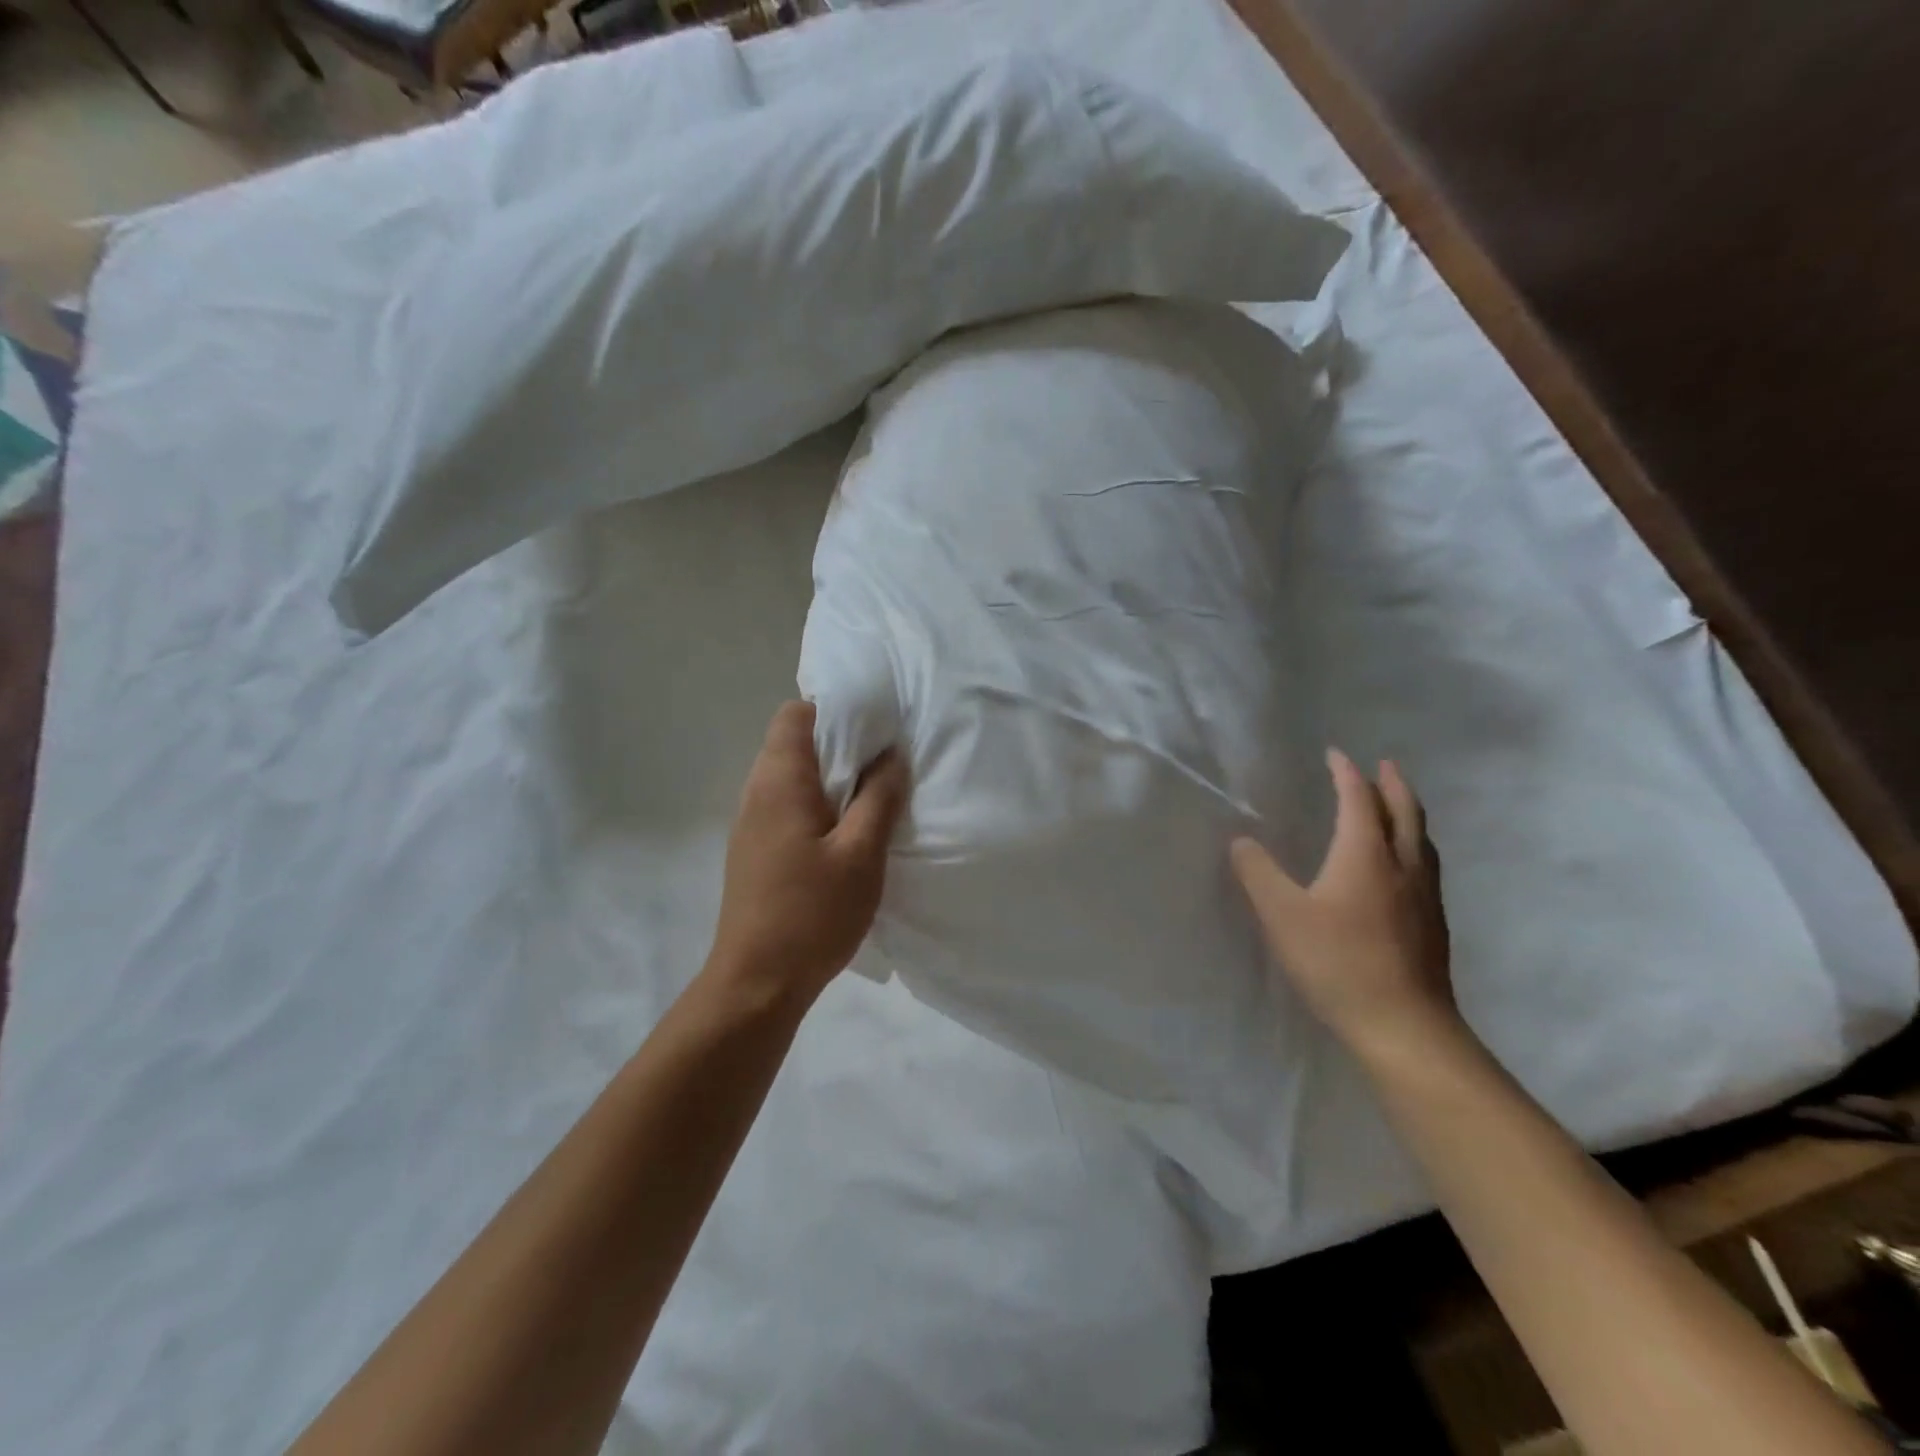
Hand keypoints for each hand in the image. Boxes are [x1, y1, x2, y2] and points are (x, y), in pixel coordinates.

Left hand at [708, 701, 908, 1007]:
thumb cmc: (812, 914)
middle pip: (793, 743)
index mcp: (779, 781)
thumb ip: (879, 797)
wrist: (756, 982)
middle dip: (839, 745)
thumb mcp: (861, 854)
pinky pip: (787, 806)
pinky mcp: (754, 850)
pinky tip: (844, 835)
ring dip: (830, 779)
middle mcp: (757, 792)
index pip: (795, 714)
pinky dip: (817, 805)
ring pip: (791, 777)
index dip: (834, 711)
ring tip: (870, 800)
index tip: (873, 730)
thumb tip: (891, 754)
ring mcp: (751, 823)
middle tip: (883, 766)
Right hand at [1231, 748, 1459, 1063]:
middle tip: (1384, 764)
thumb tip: (1241, 841)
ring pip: (1421, 840)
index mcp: (1366, 854)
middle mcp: (1402, 865)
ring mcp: (1424, 896)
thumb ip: (1258, 873)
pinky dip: (1413, 844)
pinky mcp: (1433, 924)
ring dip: (1408, 813)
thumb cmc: (1338, 961)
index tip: (1335, 754)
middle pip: (1404, 812)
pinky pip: (1425, 865)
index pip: (1359, 800)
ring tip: (1397, 806)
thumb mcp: (1282, 915)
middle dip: (1392, 784)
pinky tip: (1403, 866)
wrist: (1404, 1025)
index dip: (1346, 773)